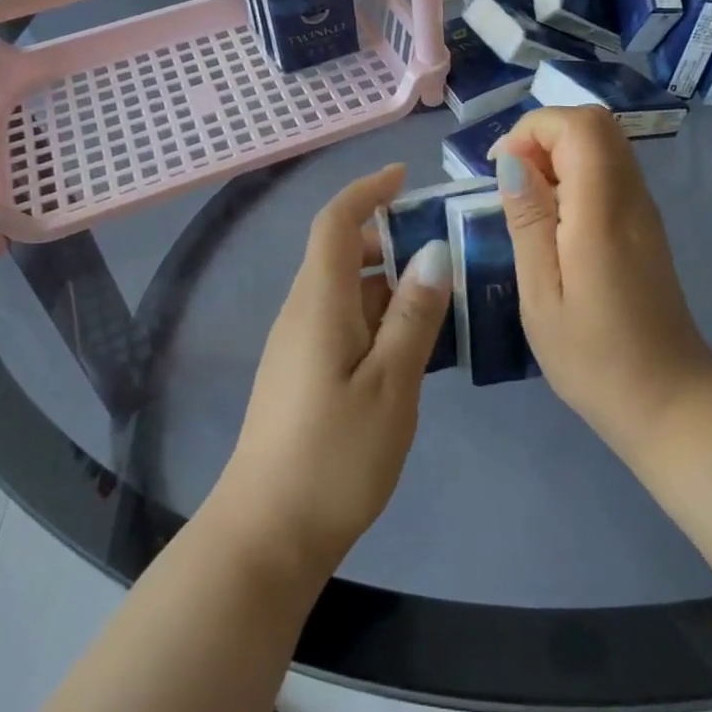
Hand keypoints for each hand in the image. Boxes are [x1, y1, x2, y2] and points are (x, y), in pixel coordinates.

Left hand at [215, 164, 450, 580]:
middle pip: (341, 252)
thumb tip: (435, 253)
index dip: (367, 190)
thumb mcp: (392, 385)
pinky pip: (342, 320)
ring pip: (345, 289)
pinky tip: (412, 344)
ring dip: (389, 281)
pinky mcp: (301, 372)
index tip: (405, 177)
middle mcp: (302, 311)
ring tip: (442, 298)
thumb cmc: (334, 457)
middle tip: (444, 248)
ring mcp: (298, 343)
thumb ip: (414, 316)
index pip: (336, 222)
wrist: (267, 534)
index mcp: (319, 302)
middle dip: (389, 238)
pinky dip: (378, 314)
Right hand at [494, 107, 711, 457]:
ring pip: (604, 143)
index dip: (532, 131)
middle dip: (543, 135)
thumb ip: (528, 220)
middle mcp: (631, 197)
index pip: (578, 126)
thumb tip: (512, 162)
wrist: (669, 400)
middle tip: (512, 181)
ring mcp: (644, 209)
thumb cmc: (594, 356)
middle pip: (595, 123)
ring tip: (528, 200)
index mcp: (603, 211)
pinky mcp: (645, 225)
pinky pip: (609, 171)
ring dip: (558, 153)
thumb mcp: (542, 294)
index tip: (501, 171)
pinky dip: (575, 173)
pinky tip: (555, 218)